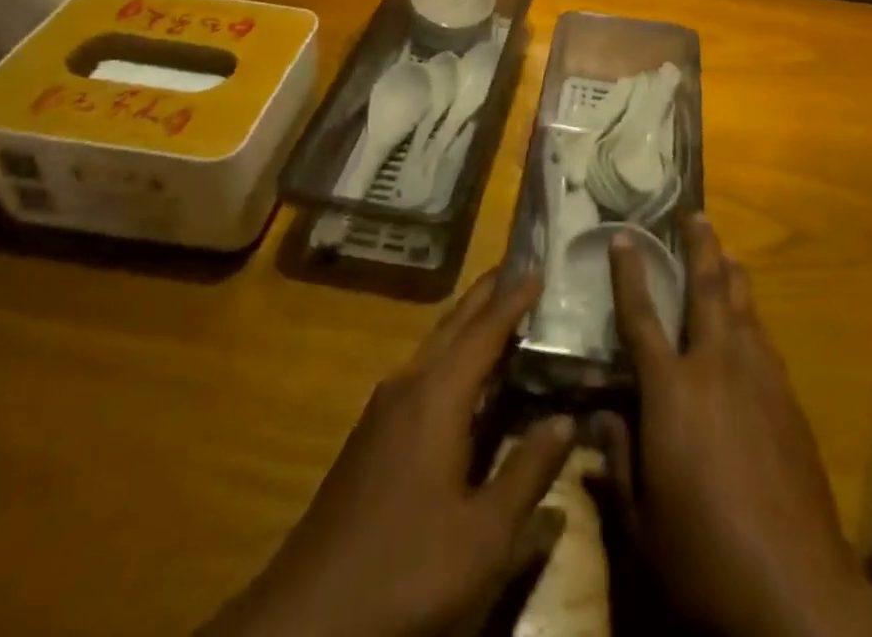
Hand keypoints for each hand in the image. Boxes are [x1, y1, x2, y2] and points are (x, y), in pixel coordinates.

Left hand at [202, 270, 575, 636]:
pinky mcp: (370, 434)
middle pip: (454, 325)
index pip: (485, 331)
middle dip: (487, 295)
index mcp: (437, 395)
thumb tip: (566, 419)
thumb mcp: (483, 535)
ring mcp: (383, 409)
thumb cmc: (405, 568)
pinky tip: (463, 380)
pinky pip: (422, 372)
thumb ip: (527, 472)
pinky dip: (451, 356)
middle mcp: (408, 385)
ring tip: (499, 313)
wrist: (305, 618)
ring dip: (467, 324)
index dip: (514, 300)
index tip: (540, 269)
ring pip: (434, 347)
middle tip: (519, 269)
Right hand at [593, 217, 871, 636]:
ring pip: (743, 306)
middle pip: (707, 289)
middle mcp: (715, 366)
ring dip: (731, 273)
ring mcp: (758, 377)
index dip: (630, 273)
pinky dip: (751, 318)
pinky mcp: (788, 398)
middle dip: (699, 246)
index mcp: (671, 391)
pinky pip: (763, 339)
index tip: (624, 236)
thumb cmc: (704, 554)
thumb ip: (617, 458)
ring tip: (725, 252)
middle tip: (694, 213)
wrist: (797, 586)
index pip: (641, 317)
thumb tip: (596, 415)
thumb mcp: (642, 521)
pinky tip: (749, 323)